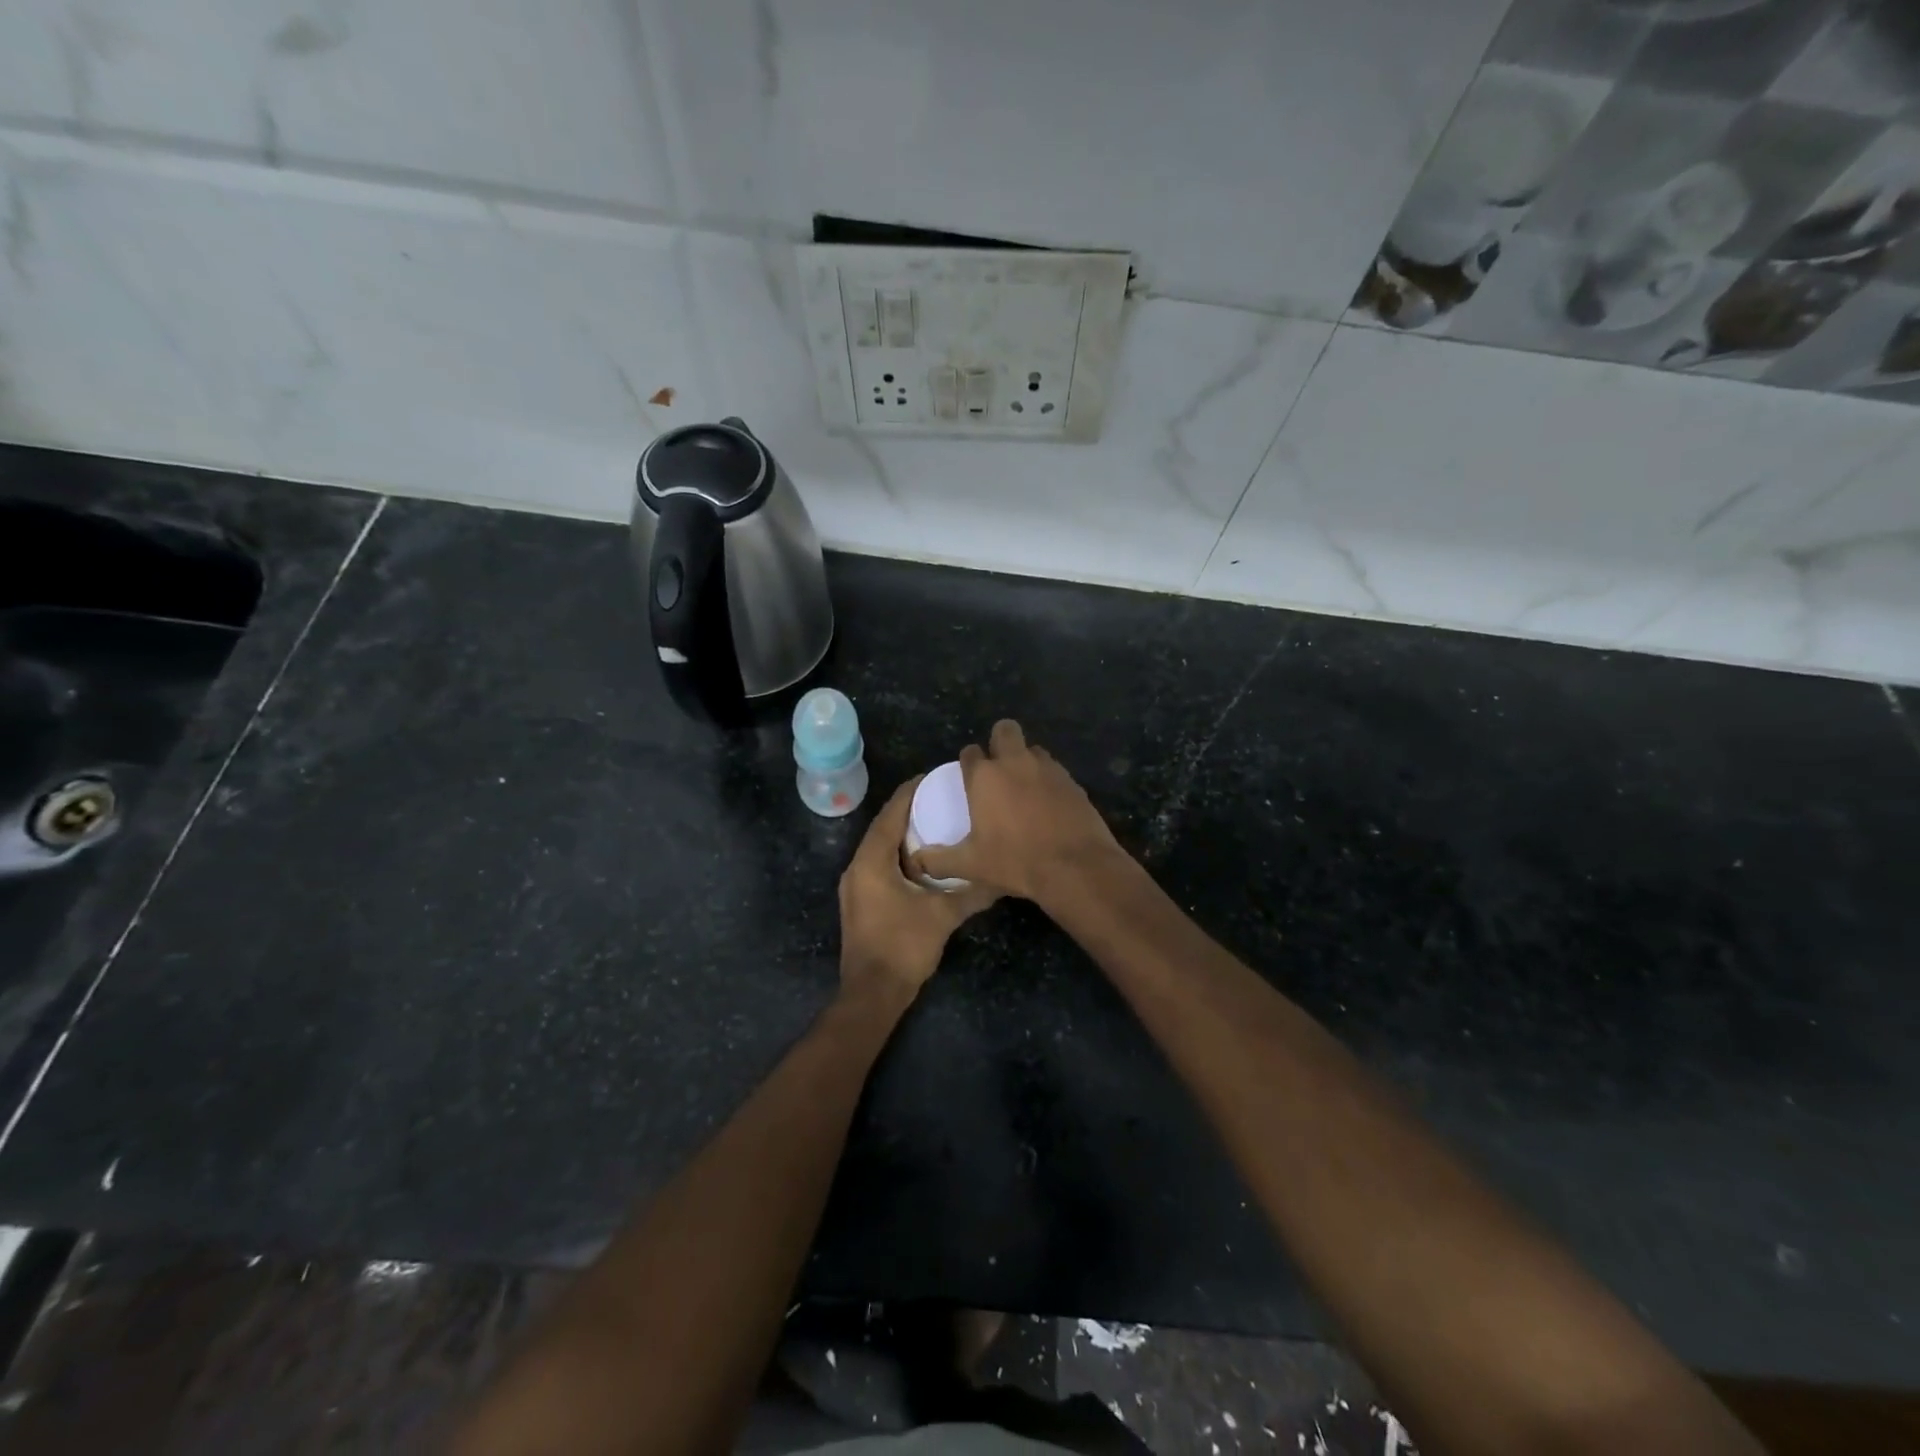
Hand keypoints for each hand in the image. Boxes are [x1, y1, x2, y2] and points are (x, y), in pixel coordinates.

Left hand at [838, 778, 1001, 1000]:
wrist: (872, 994)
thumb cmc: (903, 947)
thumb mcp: (943, 915)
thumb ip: (972, 892)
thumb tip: (1003, 877)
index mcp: (871, 861)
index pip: (891, 813)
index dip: (911, 792)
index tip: (935, 777)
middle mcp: (857, 866)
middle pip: (884, 826)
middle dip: (909, 810)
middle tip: (941, 797)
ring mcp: (855, 886)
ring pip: (880, 847)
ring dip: (904, 834)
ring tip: (936, 823)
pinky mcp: (860, 901)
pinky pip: (879, 865)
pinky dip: (899, 855)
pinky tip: (924, 861)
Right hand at [912, 720, 1125, 904]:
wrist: (1075, 867)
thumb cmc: (1016, 861)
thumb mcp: (971, 865)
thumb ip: (939, 860)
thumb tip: (917, 860)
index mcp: (985, 777)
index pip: (970, 753)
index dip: (968, 762)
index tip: (969, 778)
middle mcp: (1015, 763)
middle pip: (1005, 730)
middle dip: (999, 741)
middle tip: (998, 769)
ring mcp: (1048, 768)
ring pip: (1033, 749)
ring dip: (1026, 760)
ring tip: (1024, 788)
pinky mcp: (1072, 781)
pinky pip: (1055, 771)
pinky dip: (1048, 781)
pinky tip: (1048, 805)